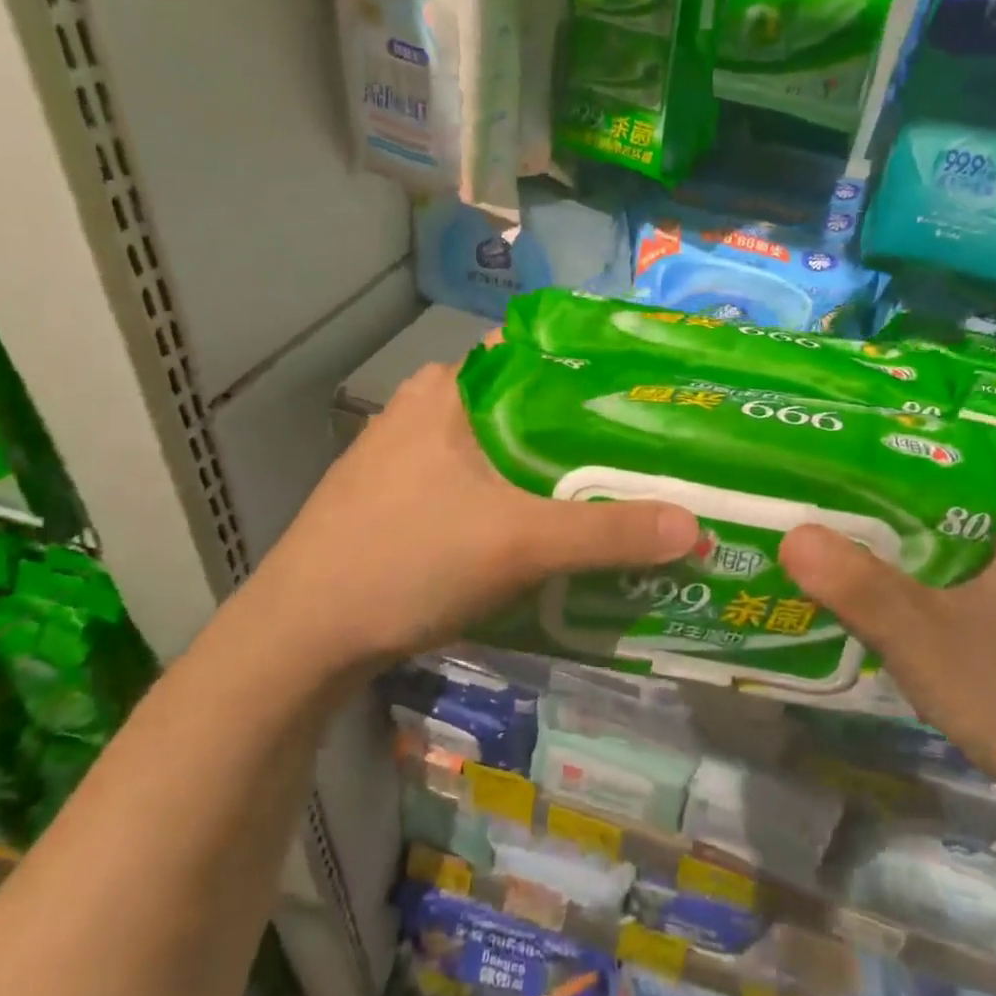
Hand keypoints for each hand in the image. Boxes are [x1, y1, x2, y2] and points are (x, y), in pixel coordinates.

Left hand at [256, 361, 699, 673]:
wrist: (301, 637)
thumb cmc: (406, 561)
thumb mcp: (519, 543)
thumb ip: (607, 534)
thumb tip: (695, 528)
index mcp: (451, 390)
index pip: (542, 358)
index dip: (600, 379)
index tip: (653, 406)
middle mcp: (428, 410)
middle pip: (530, 412)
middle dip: (586, 440)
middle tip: (650, 463)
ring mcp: (408, 458)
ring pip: (504, 456)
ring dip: (553, 479)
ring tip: (615, 500)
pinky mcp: (401, 502)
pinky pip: (480, 490)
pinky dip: (519, 505)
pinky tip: (550, 536)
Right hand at [779, 508, 995, 808]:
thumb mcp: (921, 637)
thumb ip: (857, 586)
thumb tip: (793, 535)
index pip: (958, 482)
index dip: (899, 480)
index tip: (845, 485)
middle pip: (954, 528)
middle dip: (893, 529)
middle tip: (833, 527)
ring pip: (961, 570)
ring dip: (911, 571)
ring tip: (850, 567)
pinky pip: (971, 604)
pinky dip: (933, 605)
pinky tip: (897, 622)